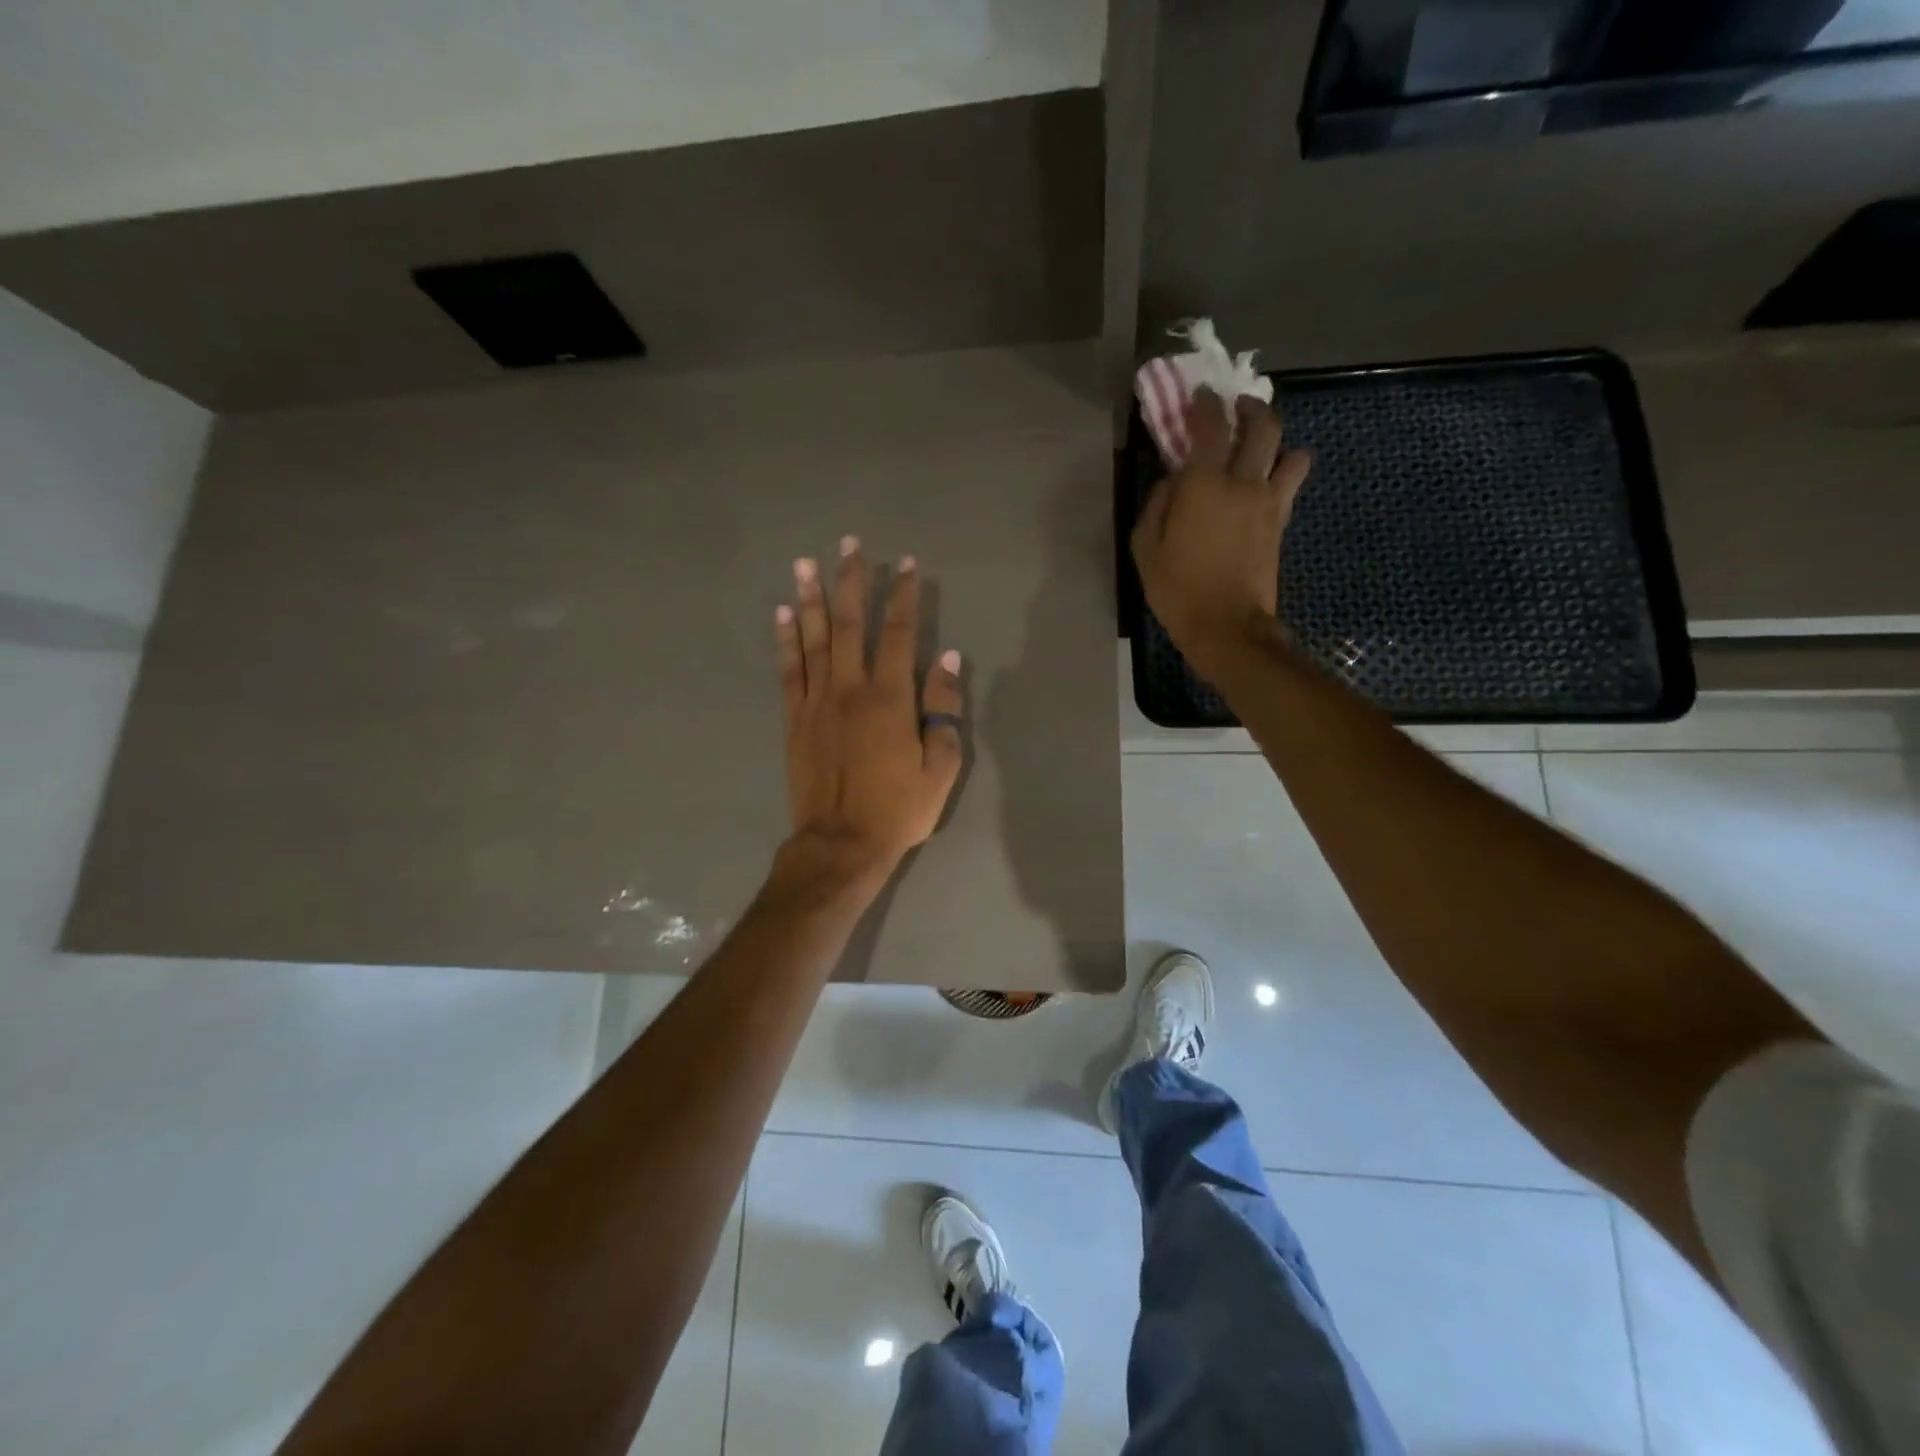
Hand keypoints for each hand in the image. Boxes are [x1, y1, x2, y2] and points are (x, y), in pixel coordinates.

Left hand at [773, 536, 964, 892]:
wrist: (841, 843)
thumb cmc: (898, 809)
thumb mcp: (940, 767)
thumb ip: (943, 709)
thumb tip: (946, 658)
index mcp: (890, 699)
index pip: (899, 634)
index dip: (903, 597)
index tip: (905, 564)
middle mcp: (850, 689)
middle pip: (851, 624)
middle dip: (852, 581)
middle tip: (849, 545)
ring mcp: (817, 702)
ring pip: (814, 639)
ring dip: (811, 598)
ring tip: (805, 563)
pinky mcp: (794, 719)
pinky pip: (789, 670)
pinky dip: (786, 640)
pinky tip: (783, 614)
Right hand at [1131, 388, 1310, 681]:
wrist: (1226, 625)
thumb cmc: (1177, 588)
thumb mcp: (1145, 547)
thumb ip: (1157, 504)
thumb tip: (1171, 481)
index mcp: (1204, 484)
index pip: (1211, 426)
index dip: (1206, 403)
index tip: (1200, 394)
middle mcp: (1244, 482)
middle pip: (1263, 426)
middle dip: (1251, 408)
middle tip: (1239, 407)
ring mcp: (1269, 502)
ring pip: (1290, 452)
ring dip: (1278, 442)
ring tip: (1263, 448)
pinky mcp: (1281, 523)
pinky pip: (1291, 484)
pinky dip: (1283, 472)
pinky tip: (1268, 480)